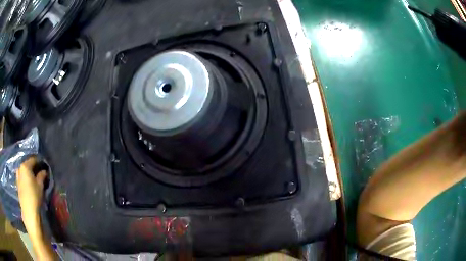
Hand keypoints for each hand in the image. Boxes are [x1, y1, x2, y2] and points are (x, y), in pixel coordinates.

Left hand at [16, 157, 46, 232]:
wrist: (28, 210)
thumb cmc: (34, 195)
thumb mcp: (40, 185)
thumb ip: (42, 176)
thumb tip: (44, 171)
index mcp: (25, 166)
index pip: (33, 159)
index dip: (39, 161)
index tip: (44, 164)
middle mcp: (20, 168)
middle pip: (27, 165)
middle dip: (33, 167)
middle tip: (39, 171)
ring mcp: (17, 176)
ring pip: (24, 171)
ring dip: (28, 173)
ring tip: (34, 178)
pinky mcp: (17, 184)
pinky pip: (22, 177)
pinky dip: (26, 178)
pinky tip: (29, 184)